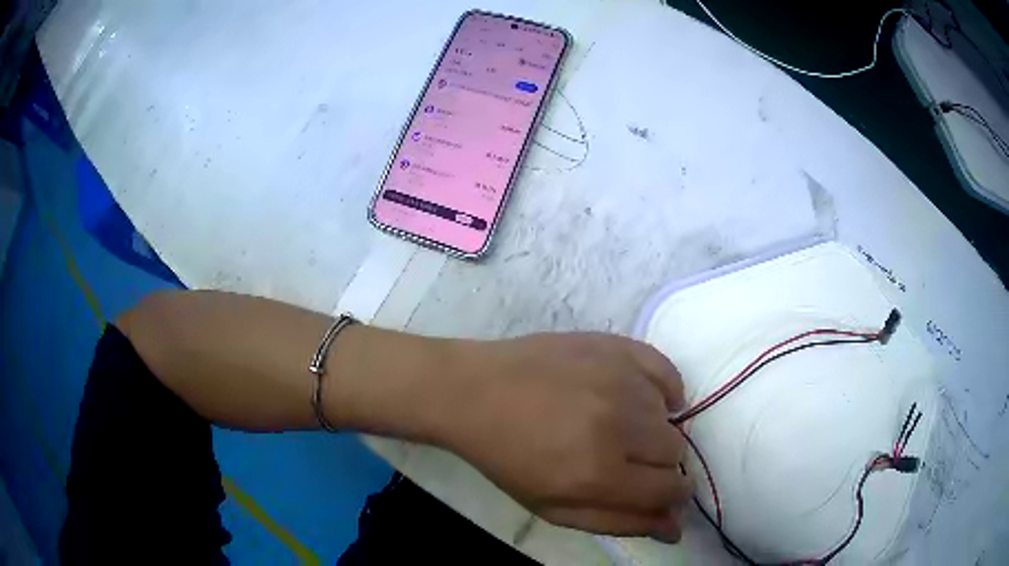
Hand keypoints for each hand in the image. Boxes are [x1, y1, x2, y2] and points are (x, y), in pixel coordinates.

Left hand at [442, 333, 690, 539]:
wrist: (475, 393)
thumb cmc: (509, 458)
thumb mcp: (554, 508)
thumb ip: (619, 522)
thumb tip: (675, 529)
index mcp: (599, 473)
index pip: (671, 488)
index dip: (675, 494)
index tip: (666, 491)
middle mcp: (619, 425)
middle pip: (676, 451)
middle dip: (660, 464)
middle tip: (628, 459)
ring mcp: (619, 380)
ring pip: (670, 415)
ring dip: (652, 428)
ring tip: (617, 426)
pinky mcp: (616, 346)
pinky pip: (666, 371)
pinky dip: (662, 389)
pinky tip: (640, 397)